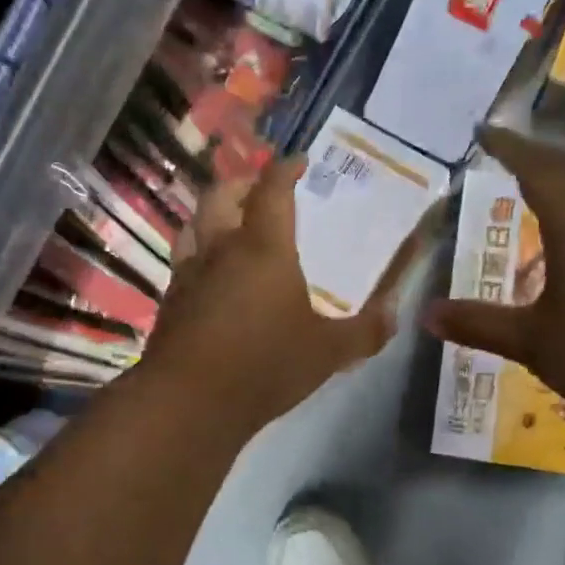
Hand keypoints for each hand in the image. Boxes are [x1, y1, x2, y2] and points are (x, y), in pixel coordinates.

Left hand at [138, 156, 391, 433]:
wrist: (189, 402)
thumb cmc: (265, 366)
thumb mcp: (329, 353)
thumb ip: (366, 331)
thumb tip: (394, 314)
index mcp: (263, 248)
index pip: (273, 190)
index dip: (286, 169)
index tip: (299, 162)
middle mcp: (220, 249)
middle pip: (221, 195)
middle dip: (242, 183)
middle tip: (260, 189)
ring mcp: (188, 274)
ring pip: (193, 224)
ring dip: (212, 214)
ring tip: (231, 224)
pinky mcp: (170, 301)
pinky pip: (183, 260)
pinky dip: (198, 252)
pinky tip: (211, 275)